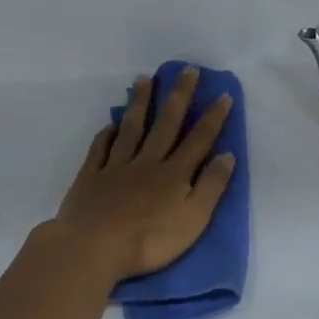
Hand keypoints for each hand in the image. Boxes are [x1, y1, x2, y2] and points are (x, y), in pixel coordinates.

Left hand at [53, 68, 235, 280]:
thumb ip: (211, 186)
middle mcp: (147, 162)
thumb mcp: (194, 219)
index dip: (213, 117)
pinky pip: (100, 149)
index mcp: (175, 174)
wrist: (93, 249)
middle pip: (166, 124)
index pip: (199, 140)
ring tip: (145, 79)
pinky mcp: (91, 178)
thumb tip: (227, 155)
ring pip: (131, 128)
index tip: (223, 94)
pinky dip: (107, 133)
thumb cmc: (150, 241)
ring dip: (140, 103)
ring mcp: (116, 167)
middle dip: (178, 96)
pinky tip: (111, 123)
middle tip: (187, 70)